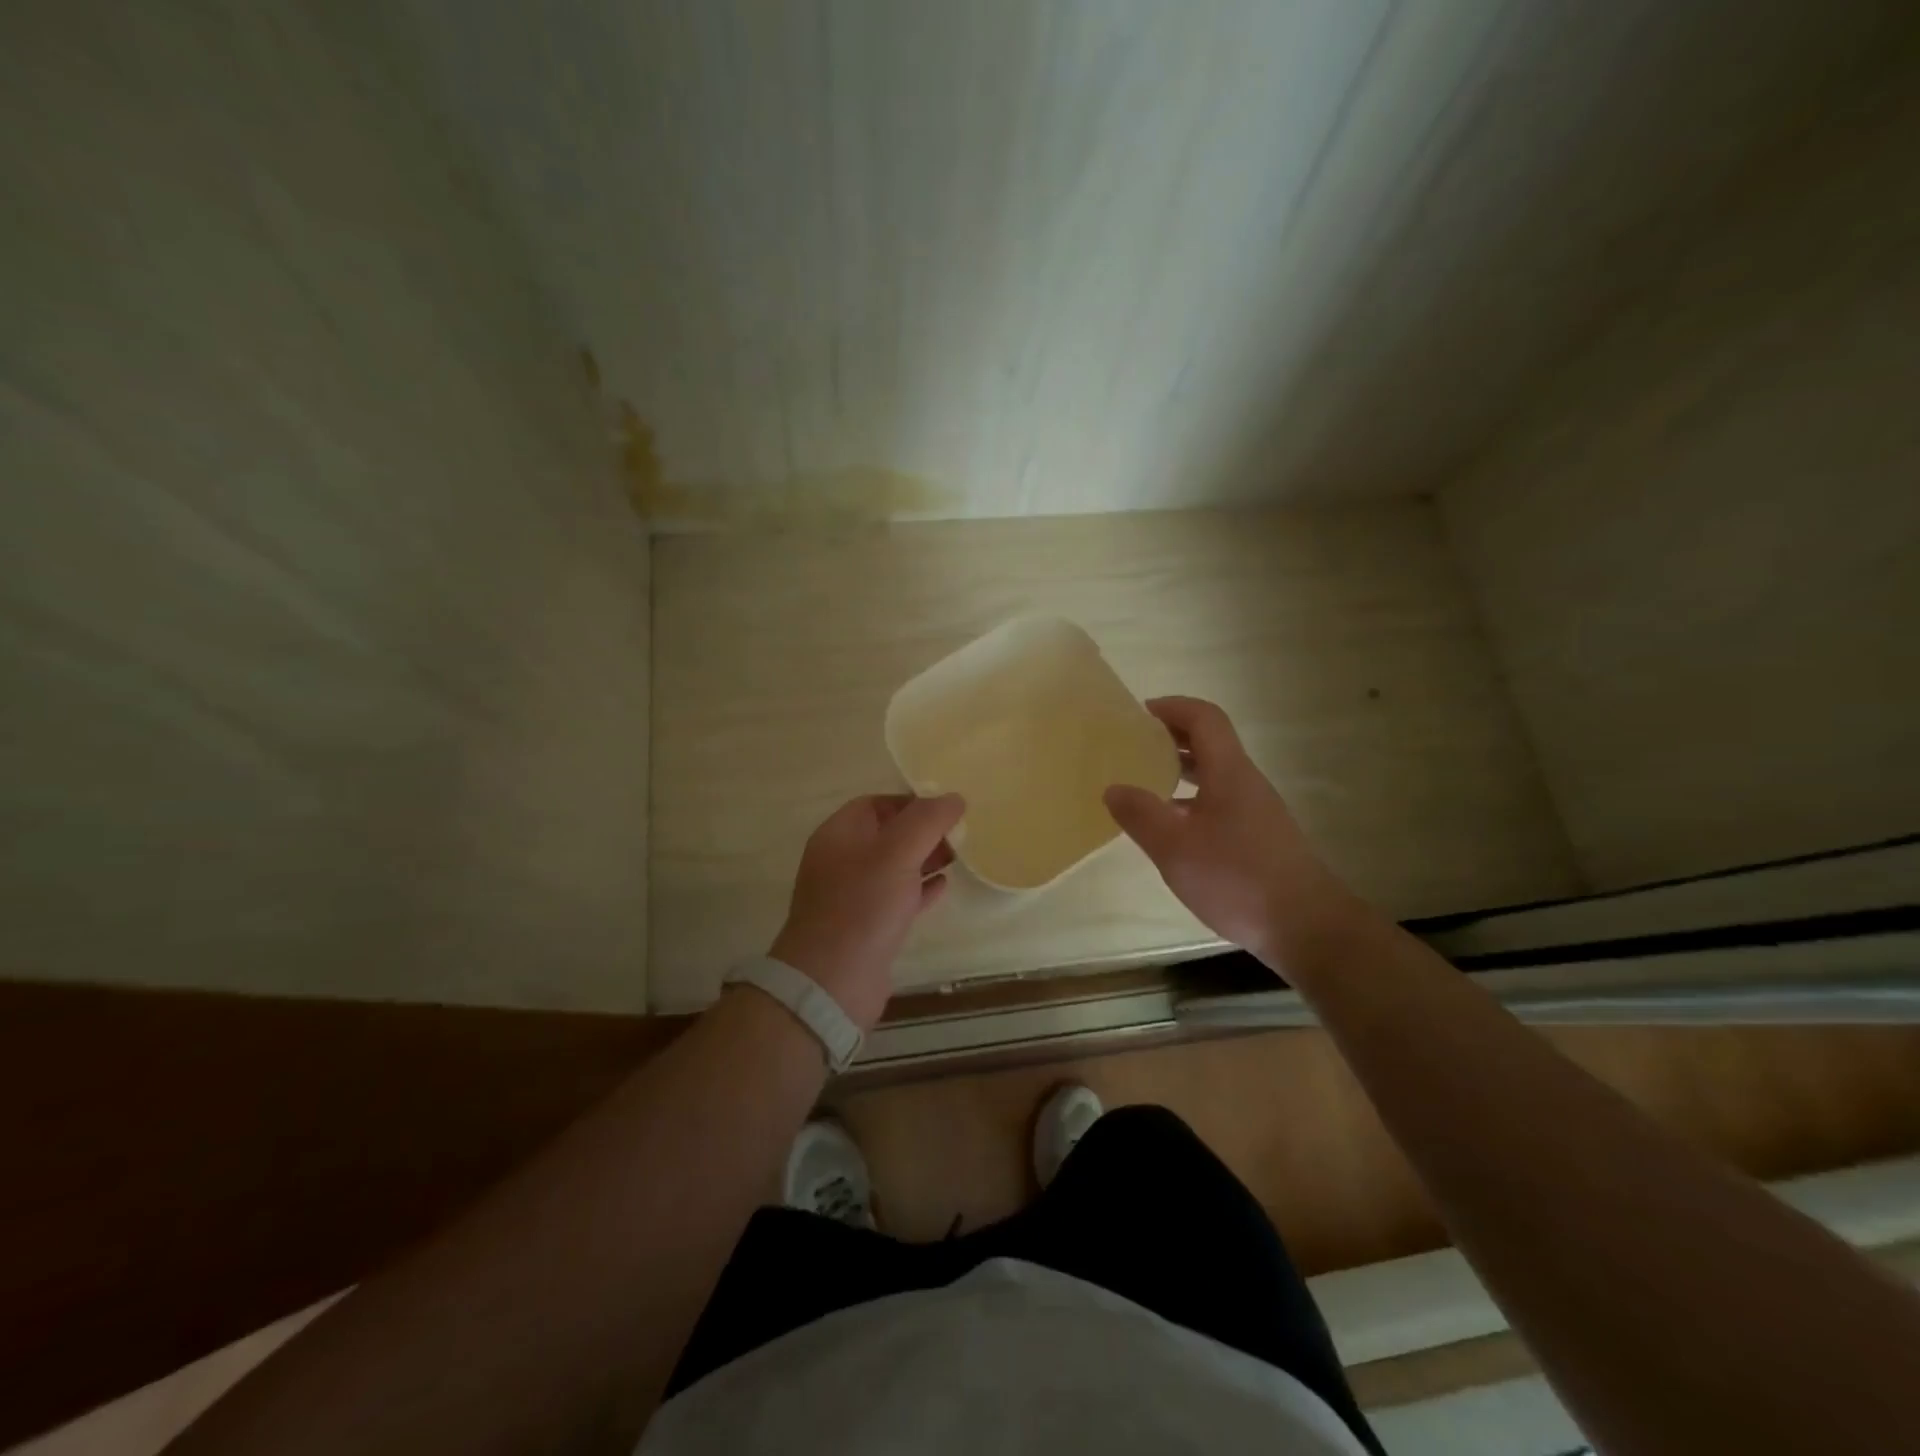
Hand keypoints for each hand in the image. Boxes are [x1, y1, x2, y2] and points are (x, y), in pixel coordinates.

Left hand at [768, 793, 965, 1030]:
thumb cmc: (863, 906)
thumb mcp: (897, 852)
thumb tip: (953, 797)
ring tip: (958, 856)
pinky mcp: (867, 926)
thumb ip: (927, 820)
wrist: (833, 981)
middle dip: (923, 831)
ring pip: (894, 866)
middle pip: (887, 834)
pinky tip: (944, 887)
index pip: (876, 804)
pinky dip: (920, 889)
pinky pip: (897, 897)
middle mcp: (841, 860)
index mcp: (839, 835)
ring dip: (924, 859)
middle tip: (959, 834)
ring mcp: (852, 895)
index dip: (911, 802)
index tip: (946, 809)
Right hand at [1104, 697, 1358, 967]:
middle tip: (1134, 745)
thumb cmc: (1236, 878)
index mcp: (1229, 772)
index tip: (1139, 714)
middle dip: (1172, 736)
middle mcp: (1245, 782)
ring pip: (1215, 774)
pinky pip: (1220, 801)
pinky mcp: (1259, 837)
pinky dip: (1192, 799)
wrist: (1306, 926)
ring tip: (1145, 782)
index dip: (1173, 707)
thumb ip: (1141, 815)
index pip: (1204, 718)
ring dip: (1181, 769)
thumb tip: (1113, 788)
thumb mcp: (1175, 848)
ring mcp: (1256, 810)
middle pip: (1210, 742)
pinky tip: (1172, 827)